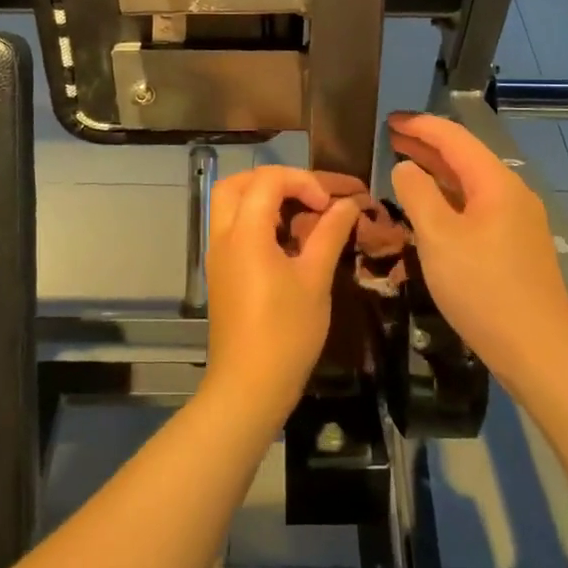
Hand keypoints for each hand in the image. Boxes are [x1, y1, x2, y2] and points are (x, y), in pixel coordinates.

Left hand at [202, 166, 358, 427]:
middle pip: (238, 183)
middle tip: (309, 195)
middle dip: (276, 180)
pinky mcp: (222, 272)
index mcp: (245, 232)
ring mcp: (219, 255)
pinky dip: (258, 219)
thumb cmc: (286, 332)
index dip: (304, 181)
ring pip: (231, 204)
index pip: (268, 179)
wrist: (248, 388)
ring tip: (301, 213)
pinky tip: (288, 239)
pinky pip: (234, 228)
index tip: (331, 204)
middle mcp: (224, 236)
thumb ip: (330, 233)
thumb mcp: (315, 279)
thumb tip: (348, 204)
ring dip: (264, 198)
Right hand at [387, 113, 567, 390]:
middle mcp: (512, 193)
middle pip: (465, 157)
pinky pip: (477, 207)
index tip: (388, 119)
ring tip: (403, 165)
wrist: (539, 351)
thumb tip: (405, 167)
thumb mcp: (439, 238)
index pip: (454, 138)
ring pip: (471, 184)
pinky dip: (450, 198)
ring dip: (437, 172)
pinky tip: (431, 208)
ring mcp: (517, 220)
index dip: (420, 126)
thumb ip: (417, 195)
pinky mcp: (516, 245)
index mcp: (496, 183)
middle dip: (427, 145)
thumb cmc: (483, 289)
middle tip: (390, 138)